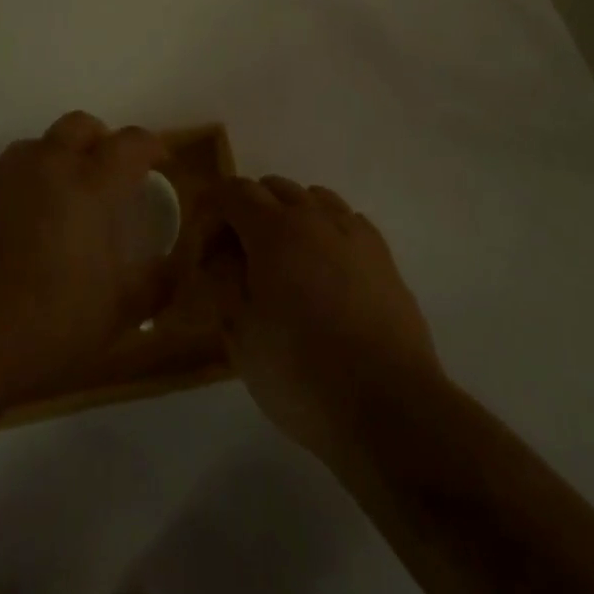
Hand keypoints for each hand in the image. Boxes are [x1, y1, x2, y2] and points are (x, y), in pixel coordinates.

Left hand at [0, 112, 172, 404]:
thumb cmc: (47, 323)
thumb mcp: (117, 313)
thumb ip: (156, 283)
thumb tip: (177, 263)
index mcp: (91, 184)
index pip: (130, 142)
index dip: (151, 145)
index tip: (160, 161)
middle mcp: (49, 164)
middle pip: (81, 126)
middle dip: (101, 140)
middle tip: (110, 174)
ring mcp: (5, 174)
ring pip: (41, 144)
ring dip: (61, 158)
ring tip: (66, 198)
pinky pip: (10, 170)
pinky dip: (28, 181)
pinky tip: (26, 222)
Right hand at [207, 176, 443, 462]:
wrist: (390, 406)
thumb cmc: (302, 373)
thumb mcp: (241, 333)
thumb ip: (223, 279)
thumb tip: (221, 251)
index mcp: (274, 229)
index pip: (233, 191)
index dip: (211, 213)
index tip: (204, 252)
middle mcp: (314, 216)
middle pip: (272, 187)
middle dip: (247, 211)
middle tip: (238, 260)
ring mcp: (353, 232)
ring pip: (312, 198)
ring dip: (289, 216)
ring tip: (284, 263)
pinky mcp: (383, 255)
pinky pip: (345, 220)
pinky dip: (325, 230)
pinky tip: (325, 270)